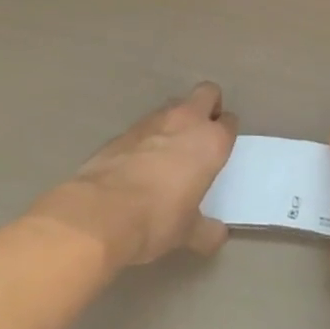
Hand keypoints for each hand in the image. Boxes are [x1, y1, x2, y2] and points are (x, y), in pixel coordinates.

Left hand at [29, 83, 238, 270]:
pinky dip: (148, 137)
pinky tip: (140, 162)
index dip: (226, 133)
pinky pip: (146, 125)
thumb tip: (218, 235)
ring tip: (169, 151)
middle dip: (208, 106)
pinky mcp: (124, 129)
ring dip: (177, 120)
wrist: (100, 212)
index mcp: (210, 142)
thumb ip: (206, 230)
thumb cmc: (157, 219)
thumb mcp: (187, 232)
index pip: (229, 122)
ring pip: (174, 105)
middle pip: (206, 93)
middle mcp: (186, 121)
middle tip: (202, 134)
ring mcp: (153, 120)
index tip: (220, 149)